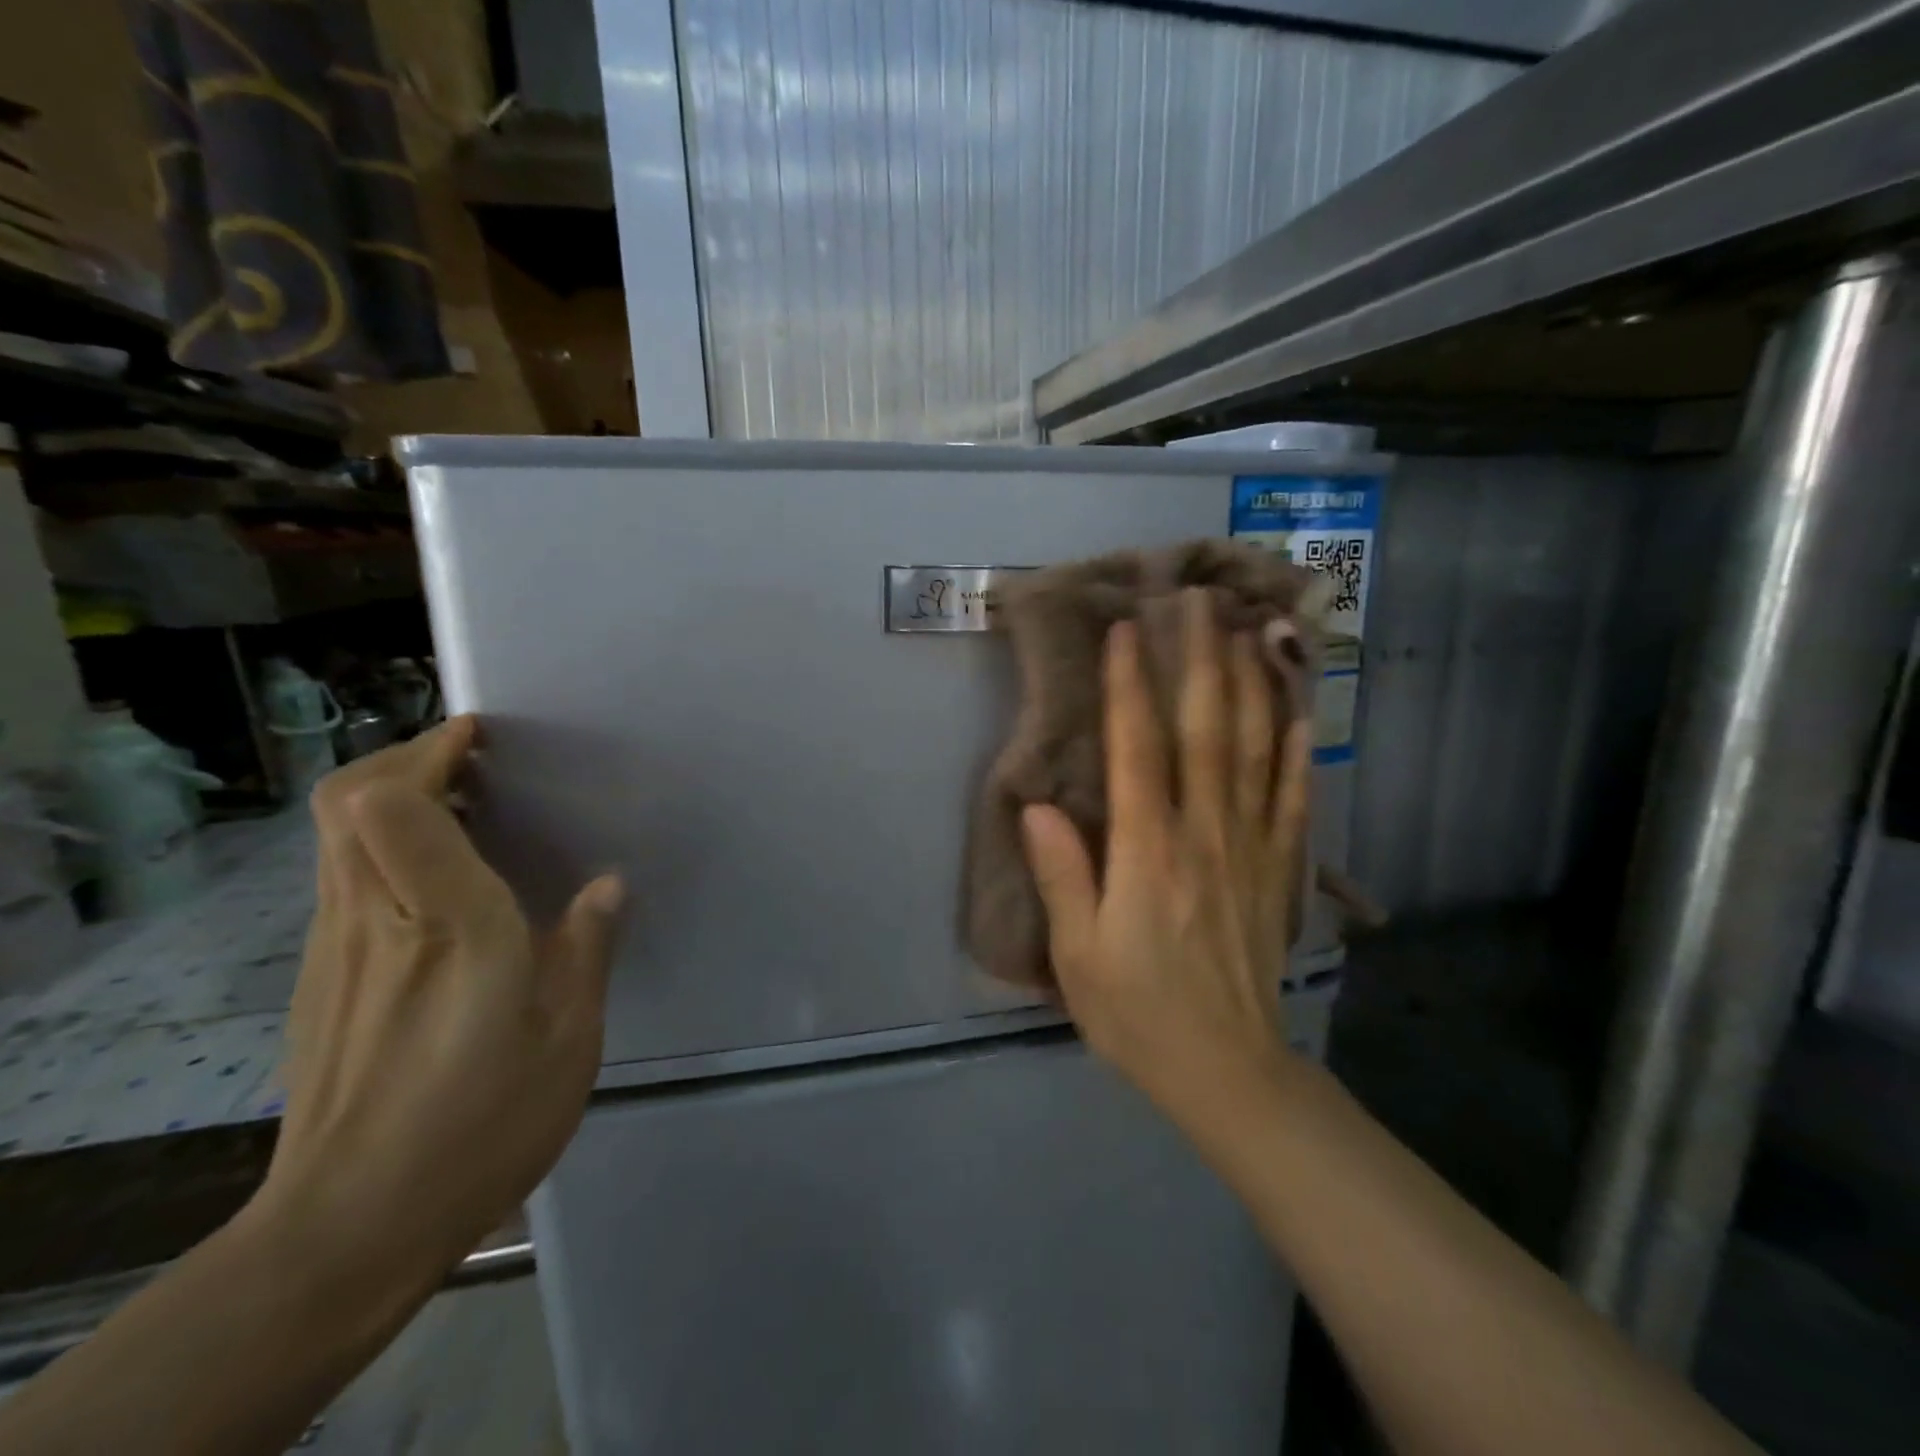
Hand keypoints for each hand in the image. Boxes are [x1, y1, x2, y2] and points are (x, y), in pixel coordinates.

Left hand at [253, 716, 623, 1279]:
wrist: (346, 1231)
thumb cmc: (478, 1126)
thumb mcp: (567, 1039)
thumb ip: (585, 949)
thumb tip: (607, 886)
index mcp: (449, 927)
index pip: (395, 807)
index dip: (430, 753)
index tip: (479, 737)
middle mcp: (376, 922)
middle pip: (346, 803)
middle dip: (404, 759)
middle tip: (470, 760)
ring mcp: (334, 950)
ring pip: (336, 838)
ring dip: (391, 798)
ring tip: (462, 805)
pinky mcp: (319, 980)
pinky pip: (342, 878)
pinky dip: (383, 845)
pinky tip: (438, 880)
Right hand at [1020, 589, 1309, 1118]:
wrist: (1229, 1070)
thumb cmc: (1139, 1013)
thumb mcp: (1079, 956)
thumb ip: (1062, 876)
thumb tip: (1039, 806)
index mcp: (1148, 852)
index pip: (1138, 749)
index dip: (1129, 685)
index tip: (1127, 630)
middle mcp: (1204, 834)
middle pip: (1204, 730)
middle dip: (1200, 659)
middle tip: (1198, 600)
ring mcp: (1250, 848)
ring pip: (1254, 750)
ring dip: (1250, 684)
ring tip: (1249, 630)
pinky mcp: (1279, 870)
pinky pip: (1291, 798)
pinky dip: (1297, 750)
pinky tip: (1300, 710)